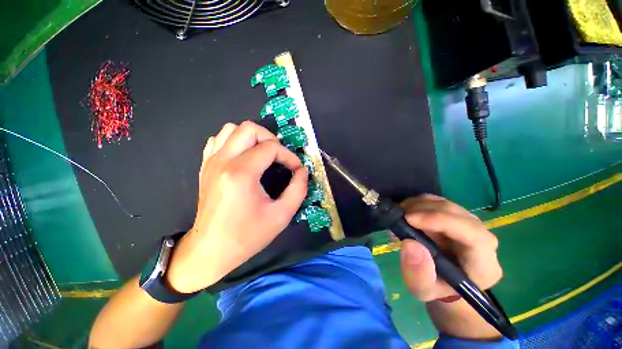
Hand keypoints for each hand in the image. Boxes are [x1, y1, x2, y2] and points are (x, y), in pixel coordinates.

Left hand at [167, 121, 307, 292]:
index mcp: (241, 173)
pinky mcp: (206, 166)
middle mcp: (223, 161)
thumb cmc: (247, 236)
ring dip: (252, 138)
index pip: (271, 147)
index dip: (289, 156)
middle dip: (271, 139)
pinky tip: (243, 157)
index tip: (296, 169)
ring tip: (263, 154)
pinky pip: (218, 140)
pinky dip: (234, 142)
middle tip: (279, 157)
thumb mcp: (281, 215)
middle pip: (250, 128)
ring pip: (231, 129)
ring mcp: (211, 162)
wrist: (211, 250)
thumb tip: (303, 170)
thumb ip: (298, 189)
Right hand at [398, 194, 503, 338]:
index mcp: (483, 262)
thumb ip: (419, 274)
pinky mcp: (454, 214)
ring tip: (399, 215)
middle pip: (454, 212)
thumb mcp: (423, 290)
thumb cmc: (436, 288)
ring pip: (443, 203)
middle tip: (397, 216)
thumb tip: (410, 243)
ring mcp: (468, 222)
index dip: (440, 221)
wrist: (444, 281)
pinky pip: (436, 201)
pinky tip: (405, 212)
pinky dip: (417, 202)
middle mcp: (481, 236)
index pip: (472, 234)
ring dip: (417, 205)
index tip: (409, 219)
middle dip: (422, 210)